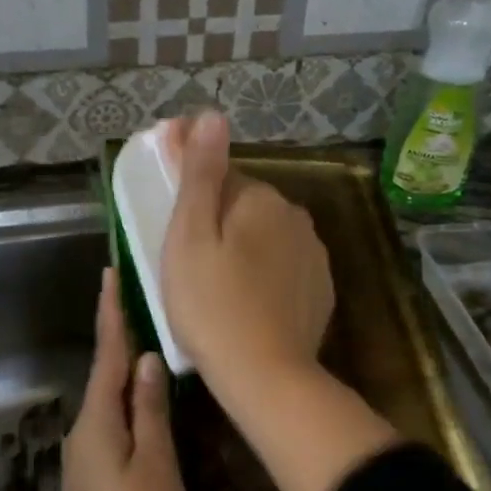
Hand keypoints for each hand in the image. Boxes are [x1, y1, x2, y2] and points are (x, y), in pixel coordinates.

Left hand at [56, 270, 188, 490]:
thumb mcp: (156, 467)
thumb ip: (150, 411)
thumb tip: (145, 360)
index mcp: (97, 423)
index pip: (106, 355)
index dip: (110, 313)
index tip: (108, 274)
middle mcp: (84, 432)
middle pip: (104, 374)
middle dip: (119, 337)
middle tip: (139, 300)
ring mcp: (85, 459)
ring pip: (109, 401)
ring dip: (124, 371)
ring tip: (150, 342)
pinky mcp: (94, 480)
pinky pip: (112, 424)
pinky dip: (128, 403)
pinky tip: (147, 403)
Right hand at [160, 112, 334, 384]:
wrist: (266, 376)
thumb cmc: (212, 303)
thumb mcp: (190, 235)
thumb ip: (201, 172)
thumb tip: (210, 114)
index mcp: (260, 197)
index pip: (221, 174)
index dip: (192, 184)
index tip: (170, 205)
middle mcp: (295, 215)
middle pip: (245, 203)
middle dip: (217, 217)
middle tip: (185, 254)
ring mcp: (313, 254)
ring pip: (265, 234)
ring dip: (242, 243)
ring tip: (214, 281)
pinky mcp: (320, 288)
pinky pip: (283, 265)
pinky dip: (263, 271)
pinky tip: (245, 299)